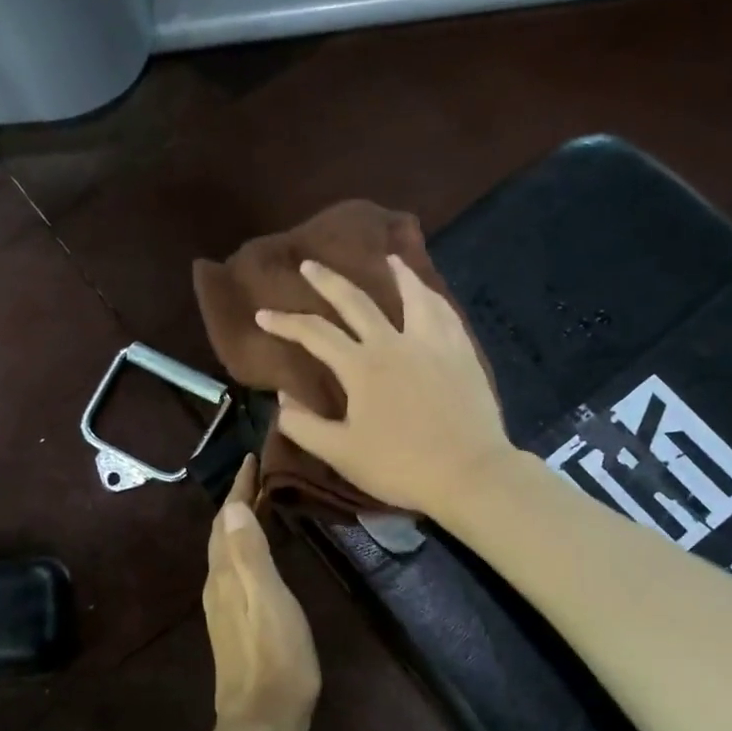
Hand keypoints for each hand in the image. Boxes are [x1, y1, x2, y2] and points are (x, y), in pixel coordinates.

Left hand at [204, 455, 320, 730]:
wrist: (263, 717)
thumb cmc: (275, 656)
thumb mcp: (268, 599)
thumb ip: (250, 554)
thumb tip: (231, 507)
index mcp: (226, 573)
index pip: (227, 518)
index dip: (239, 487)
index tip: (252, 457)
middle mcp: (218, 584)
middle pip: (222, 532)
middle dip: (237, 500)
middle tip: (260, 475)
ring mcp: (223, 605)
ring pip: (226, 551)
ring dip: (239, 523)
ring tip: (261, 504)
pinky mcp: (234, 622)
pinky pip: (234, 568)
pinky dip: (245, 547)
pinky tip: (259, 554)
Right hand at [256, 256, 512, 517]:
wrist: (468, 473)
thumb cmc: (400, 467)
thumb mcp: (341, 454)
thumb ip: (304, 426)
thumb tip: (282, 398)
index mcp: (361, 367)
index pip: (314, 334)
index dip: (285, 323)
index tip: (263, 315)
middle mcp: (394, 343)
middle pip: (356, 302)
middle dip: (328, 281)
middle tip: (309, 264)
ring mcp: (432, 344)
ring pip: (412, 296)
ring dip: (397, 274)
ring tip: (390, 258)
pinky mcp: (462, 353)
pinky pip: (445, 314)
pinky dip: (432, 297)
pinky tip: (431, 295)